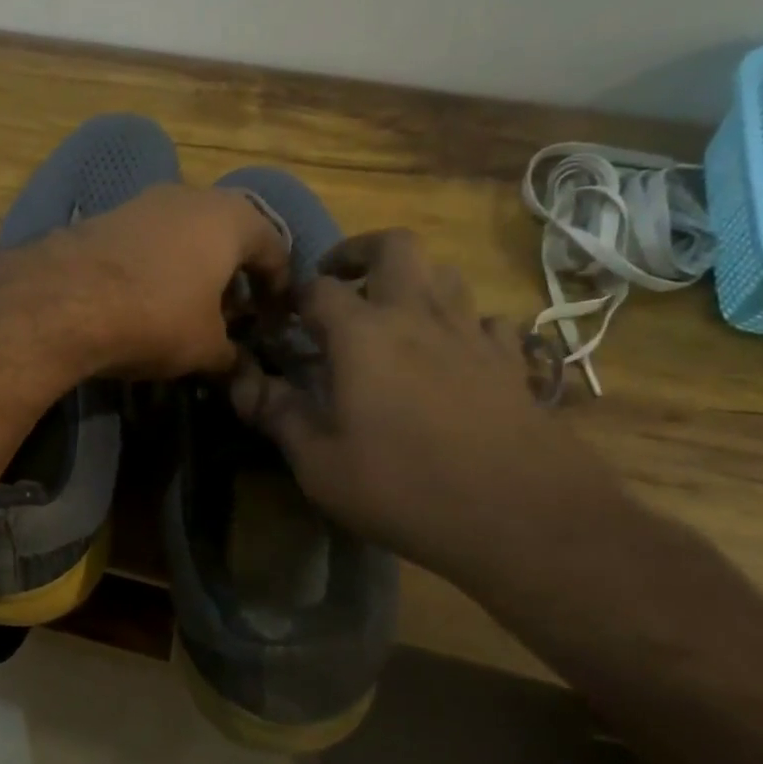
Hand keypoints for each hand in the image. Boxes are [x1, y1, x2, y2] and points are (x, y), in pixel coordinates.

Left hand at [45, 184, 291, 377]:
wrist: (63, 301)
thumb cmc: (156, 317)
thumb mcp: (205, 348)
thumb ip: (231, 356)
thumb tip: (240, 370)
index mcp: (231, 218)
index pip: (274, 247)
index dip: (278, 287)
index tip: (275, 319)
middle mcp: (190, 196)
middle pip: (227, 234)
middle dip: (234, 274)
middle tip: (234, 314)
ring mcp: (142, 201)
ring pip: (184, 234)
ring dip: (194, 268)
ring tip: (190, 309)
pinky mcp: (103, 216)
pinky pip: (147, 240)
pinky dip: (157, 266)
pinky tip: (145, 299)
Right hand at [230, 229, 631, 592]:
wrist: (521, 516)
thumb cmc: (403, 486)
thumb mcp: (319, 462)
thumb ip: (277, 413)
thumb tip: (241, 382)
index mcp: (363, 334)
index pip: (318, 288)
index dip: (293, 296)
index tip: (281, 319)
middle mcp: (418, 316)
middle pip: (393, 247)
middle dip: (358, 252)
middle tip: (339, 282)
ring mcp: (471, 334)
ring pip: (445, 274)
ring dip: (413, 282)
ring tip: (392, 316)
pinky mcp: (511, 361)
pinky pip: (486, 320)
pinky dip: (461, 325)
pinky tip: (451, 357)